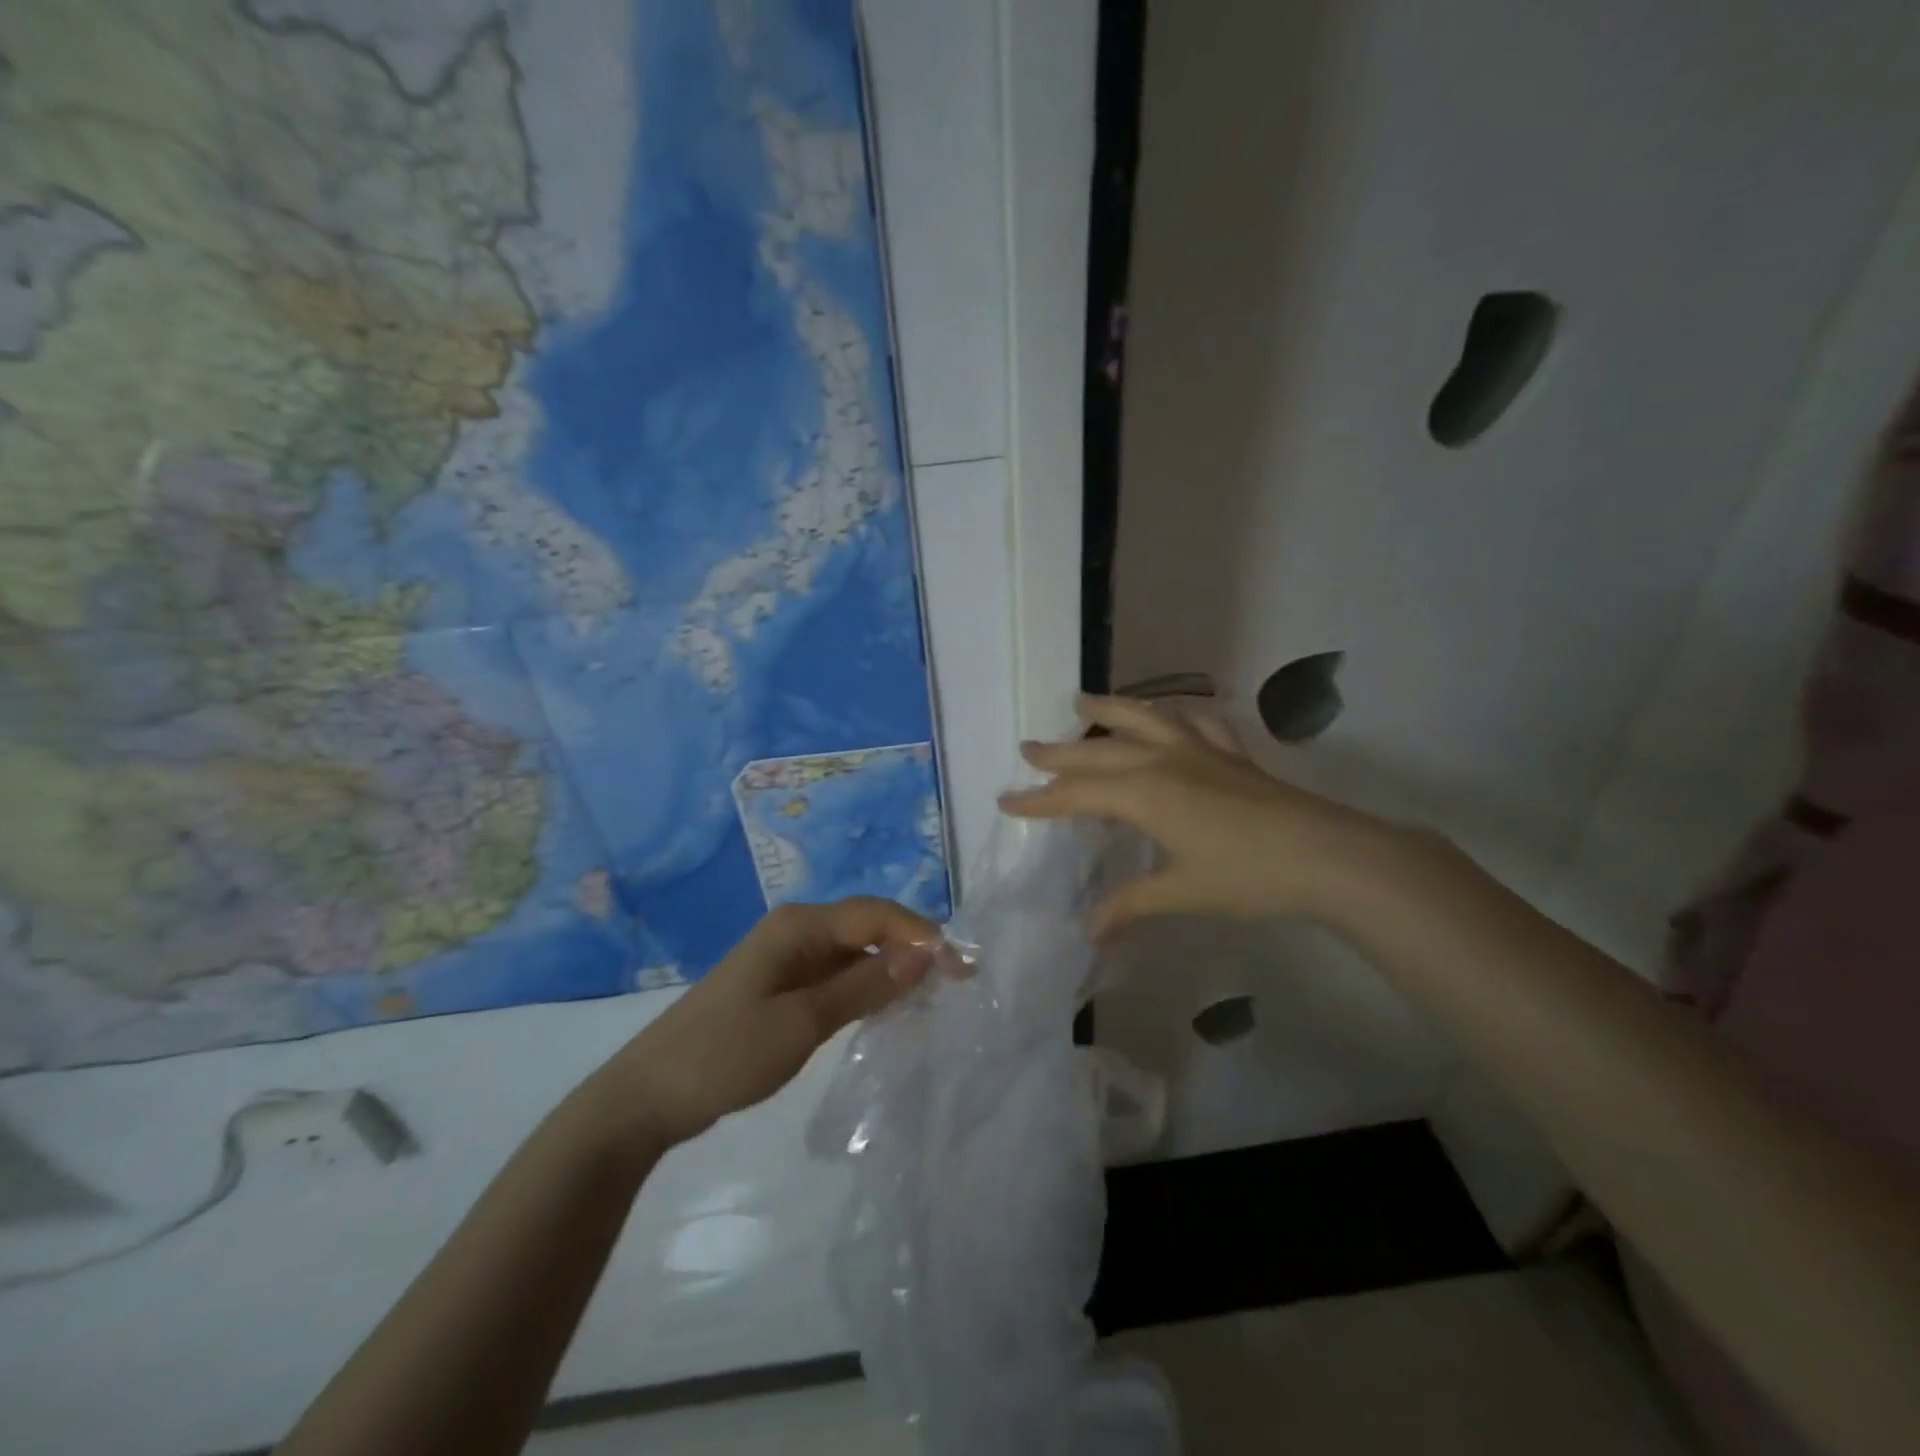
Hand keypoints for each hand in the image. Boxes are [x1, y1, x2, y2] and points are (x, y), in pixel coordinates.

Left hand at [605, 898, 937, 1146]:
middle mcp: (797, 931)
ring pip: (855, 954)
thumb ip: (864, 987)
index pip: (876, 915)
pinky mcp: (783, 988)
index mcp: (799, 926)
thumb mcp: (801, 1023)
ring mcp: (788, 960)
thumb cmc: (724, 1054)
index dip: (921, 935)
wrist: (648, 1097)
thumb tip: (924, 955)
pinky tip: (887, 1013)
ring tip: (930, 1001)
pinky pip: (837, 977)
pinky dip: (866, 990)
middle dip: (912, 950)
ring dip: (891, 972)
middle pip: (868, 928)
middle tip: (954, 986)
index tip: (960, 968)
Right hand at [999, 694, 1400, 936]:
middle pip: (1099, 753)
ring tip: (1082, 701)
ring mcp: (1200, 752)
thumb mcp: (1181, 893)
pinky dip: (1177, 714)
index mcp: (1144, 794)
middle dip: (1059, 753)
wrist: (1327, 856)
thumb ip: (1131, 906)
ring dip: (1109, 710)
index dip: (1038, 800)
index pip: (1077, 796)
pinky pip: (1197, 723)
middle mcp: (1164, 762)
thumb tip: (1089, 933)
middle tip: (1027, 748)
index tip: (1005, 800)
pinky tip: (1172, 715)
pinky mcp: (1232, 755)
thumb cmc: (1246, 876)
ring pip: (1144, 720)